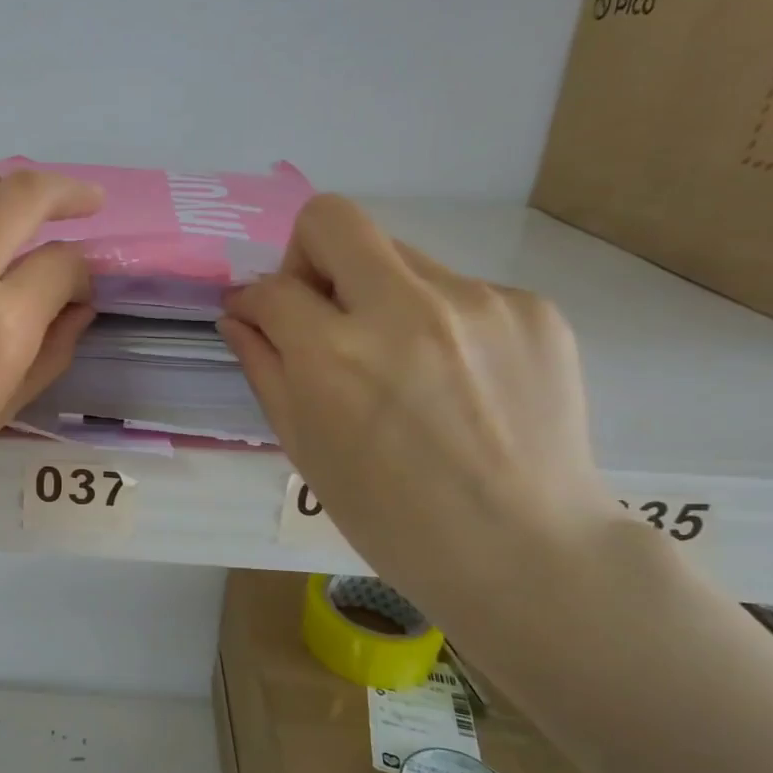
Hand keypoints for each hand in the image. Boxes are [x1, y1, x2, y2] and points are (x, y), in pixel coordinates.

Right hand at [220, 194, 621, 621]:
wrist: (526, 552)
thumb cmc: (391, 517)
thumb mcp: (304, 448)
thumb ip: (263, 367)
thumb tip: (239, 315)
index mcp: (335, 355)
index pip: (272, 287)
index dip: (254, 300)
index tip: (259, 318)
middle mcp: (403, 309)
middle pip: (333, 220)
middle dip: (308, 256)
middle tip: (323, 313)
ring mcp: (478, 301)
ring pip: (400, 257)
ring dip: (379, 295)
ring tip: (402, 364)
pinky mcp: (533, 308)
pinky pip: (459, 290)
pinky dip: (439, 321)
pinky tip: (456, 379)